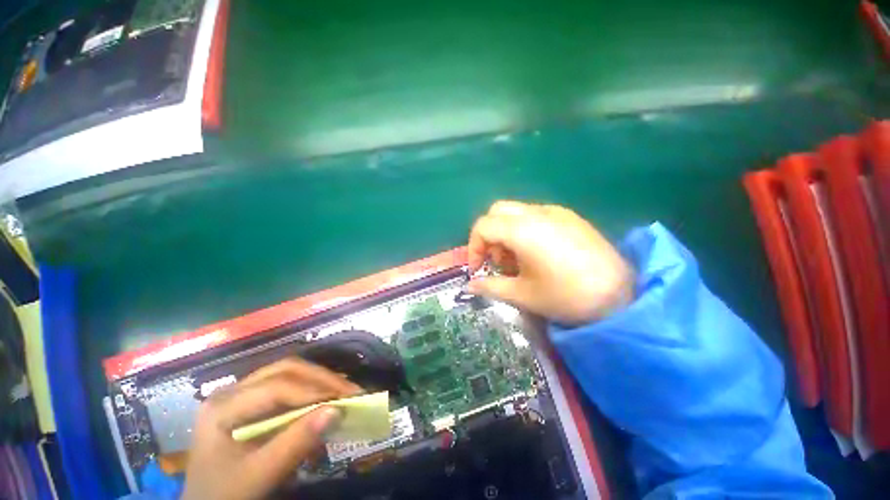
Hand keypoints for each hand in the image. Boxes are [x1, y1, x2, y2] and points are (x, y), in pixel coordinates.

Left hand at [182, 358, 361, 499]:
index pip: (276, 387)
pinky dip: (311, 389)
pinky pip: (287, 385)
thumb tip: (337, 410)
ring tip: (343, 391)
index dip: (313, 391)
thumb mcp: (258, 476)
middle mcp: (232, 390)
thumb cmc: (225, 494)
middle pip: (285, 370)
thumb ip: (295, 444)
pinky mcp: (252, 400)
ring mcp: (242, 392)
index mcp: (223, 406)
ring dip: (319, 380)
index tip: (346, 399)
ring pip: (289, 372)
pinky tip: (325, 398)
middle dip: (321, 378)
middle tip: (350, 390)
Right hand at [468, 201, 634, 324]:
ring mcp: (556, 211)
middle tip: (499, 261)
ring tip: (519, 260)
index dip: (473, 247)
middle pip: (497, 212)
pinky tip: (538, 253)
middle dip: (489, 235)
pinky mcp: (570, 216)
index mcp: (522, 230)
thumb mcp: (522, 294)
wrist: (622, 296)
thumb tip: (470, 286)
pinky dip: (524, 229)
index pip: (483, 226)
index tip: (478, 269)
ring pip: (515, 211)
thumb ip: (491, 286)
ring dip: (506, 232)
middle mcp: (537, 213)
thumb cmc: (566, 296)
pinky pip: (535, 215)